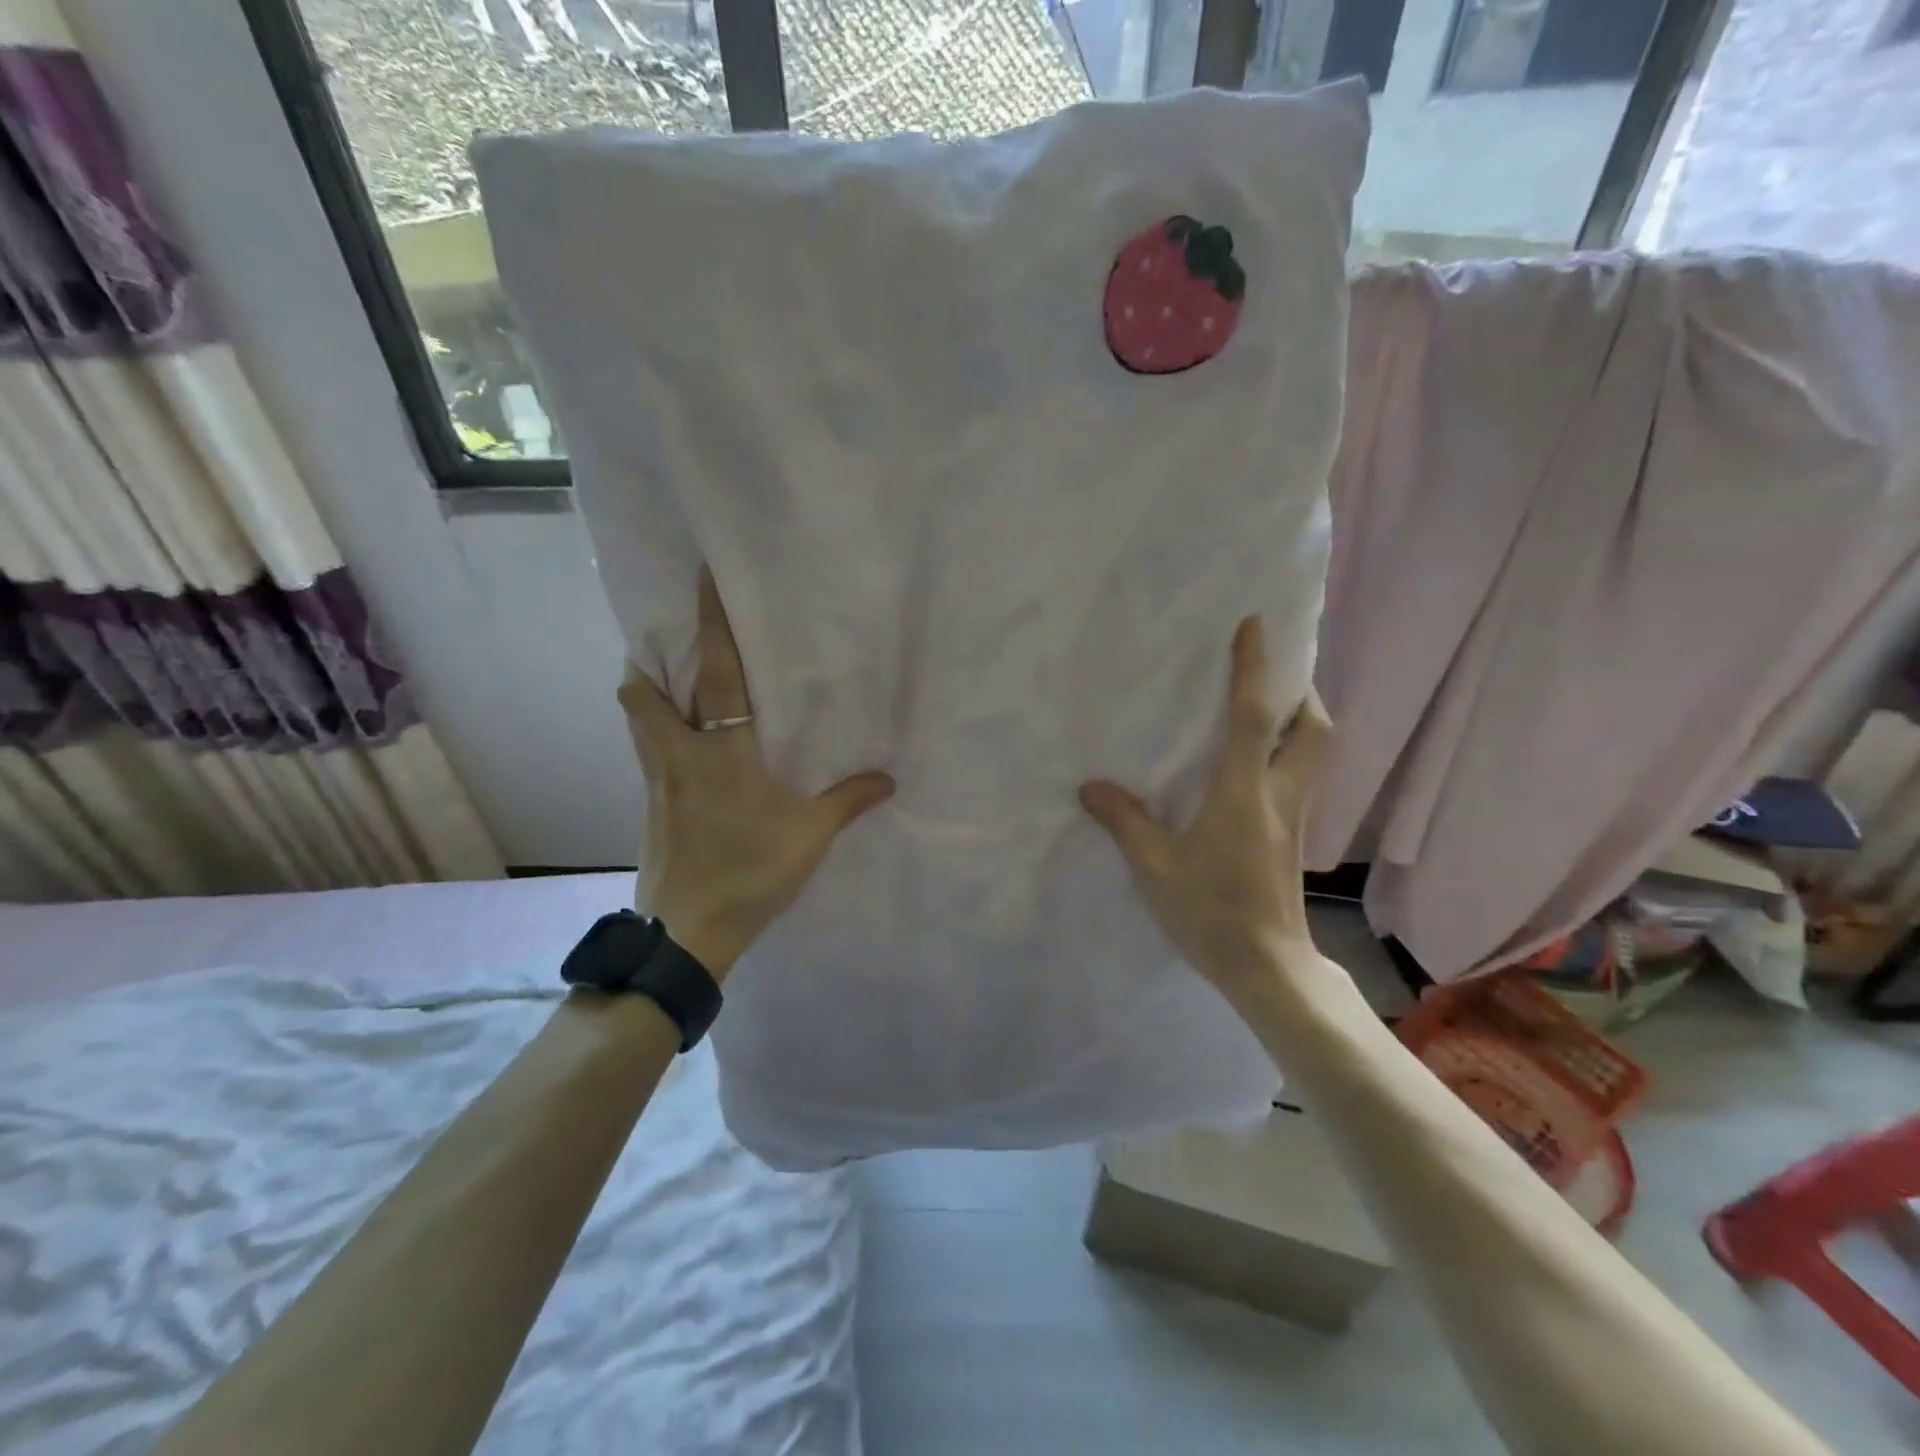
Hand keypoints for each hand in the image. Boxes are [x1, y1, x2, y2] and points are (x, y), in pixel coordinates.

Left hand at [619, 570, 894, 978]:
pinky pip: (648, 753)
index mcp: (722, 751)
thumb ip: (849, 800)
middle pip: (643, 692)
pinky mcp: (649, 808)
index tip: (701, 581)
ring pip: (638, 721)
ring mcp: (656, 782)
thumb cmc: (750, 872)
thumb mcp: (810, 836)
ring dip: (648, 695)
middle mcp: (679, 755)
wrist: (686, 934)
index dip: (710, 624)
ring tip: (673, 687)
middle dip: (651, 661)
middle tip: (673, 645)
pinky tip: (686, 751)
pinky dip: (657, 735)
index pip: (715, 673)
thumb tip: (889, 778)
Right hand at [1079, 616, 1333, 994]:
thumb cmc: (1210, 911)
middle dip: (1299, 693)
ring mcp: (1295, 818)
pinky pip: (1302, 777)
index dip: (1255, 668)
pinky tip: (1258, 768)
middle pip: (1313, 729)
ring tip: (1266, 712)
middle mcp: (1281, 794)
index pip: (1255, 716)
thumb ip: (1125, 821)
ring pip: (1316, 753)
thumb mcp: (1155, 867)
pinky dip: (1290, 754)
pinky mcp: (1294, 838)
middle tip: (1270, 678)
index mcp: (1244, 791)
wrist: (1267, 966)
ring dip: (1300, 722)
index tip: (1255, 626)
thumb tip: (1090, 787)